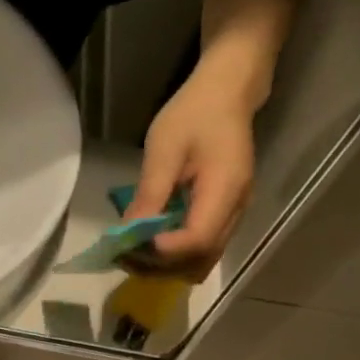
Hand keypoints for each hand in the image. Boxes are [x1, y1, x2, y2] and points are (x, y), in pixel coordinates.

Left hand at [124, 48, 263, 281]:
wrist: (228, 92)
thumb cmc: (194, 113)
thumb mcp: (164, 148)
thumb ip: (149, 194)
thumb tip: (128, 234)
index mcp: (226, 189)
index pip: (197, 240)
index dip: (163, 251)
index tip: (131, 245)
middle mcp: (236, 210)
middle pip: (200, 260)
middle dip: (159, 266)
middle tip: (123, 256)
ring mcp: (233, 216)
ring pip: (201, 261)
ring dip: (165, 266)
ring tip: (132, 253)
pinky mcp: (224, 216)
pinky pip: (200, 250)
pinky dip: (174, 256)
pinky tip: (149, 244)